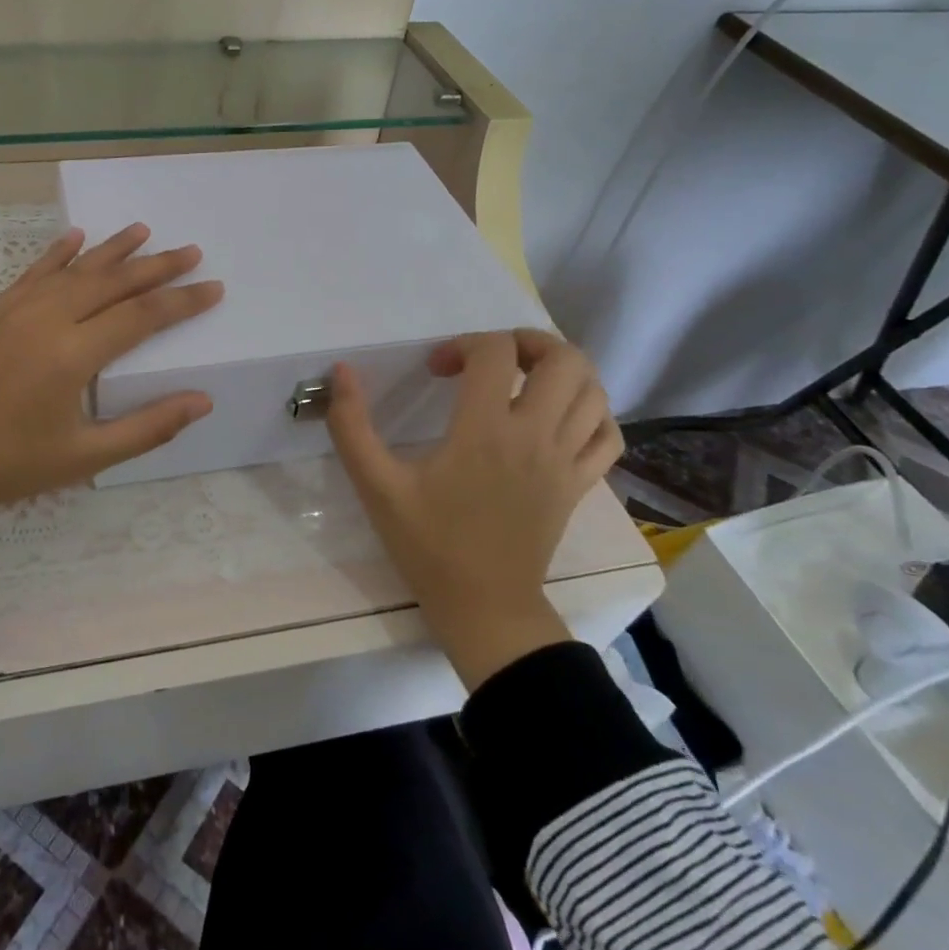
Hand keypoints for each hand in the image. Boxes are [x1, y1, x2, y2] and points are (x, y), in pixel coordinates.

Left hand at [0, 224, 223, 542]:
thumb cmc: (11, 465)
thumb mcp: (86, 457)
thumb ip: (149, 427)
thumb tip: (203, 400)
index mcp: (73, 354)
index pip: (142, 315)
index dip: (182, 301)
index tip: (213, 287)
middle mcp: (47, 319)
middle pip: (113, 282)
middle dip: (157, 265)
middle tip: (191, 251)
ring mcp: (15, 310)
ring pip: (75, 269)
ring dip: (113, 249)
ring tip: (144, 230)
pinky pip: (33, 272)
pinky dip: (58, 253)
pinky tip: (76, 237)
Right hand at [327, 329, 623, 690]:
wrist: (484, 608)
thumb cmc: (428, 544)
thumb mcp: (376, 485)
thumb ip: (351, 425)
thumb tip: (340, 372)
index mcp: (485, 430)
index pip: (495, 353)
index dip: (462, 344)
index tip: (436, 370)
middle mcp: (535, 436)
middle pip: (563, 359)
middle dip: (526, 342)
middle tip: (492, 358)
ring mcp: (566, 461)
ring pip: (593, 391)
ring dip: (561, 371)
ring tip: (524, 380)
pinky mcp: (580, 485)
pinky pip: (608, 434)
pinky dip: (591, 412)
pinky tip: (560, 416)